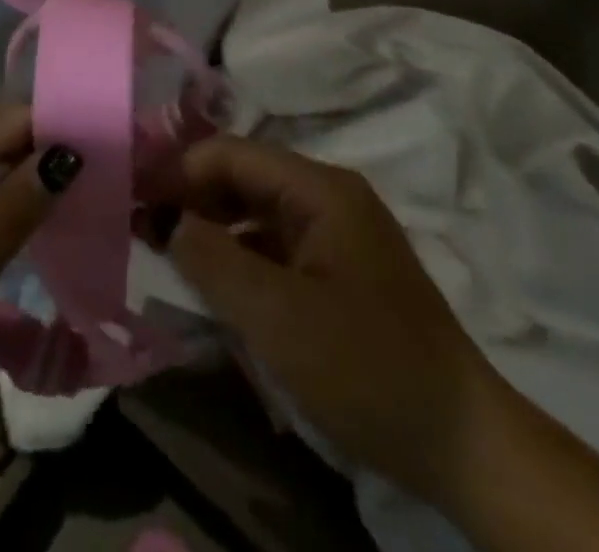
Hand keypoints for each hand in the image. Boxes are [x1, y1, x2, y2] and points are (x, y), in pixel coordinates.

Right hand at [152, 136, 492, 504]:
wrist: (465, 445)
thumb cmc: (368, 368)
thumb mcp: (278, 317)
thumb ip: (213, 260)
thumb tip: (167, 221)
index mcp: (319, 189)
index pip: (230, 153)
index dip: (178, 170)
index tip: (133, 199)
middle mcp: (328, 196)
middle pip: (243, 177)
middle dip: (191, 197)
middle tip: (141, 228)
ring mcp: (337, 233)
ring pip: (256, 212)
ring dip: (212, 228)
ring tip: (167, 255)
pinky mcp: (340, 271)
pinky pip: (275, 246)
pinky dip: (240, 257)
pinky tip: (215, 285)